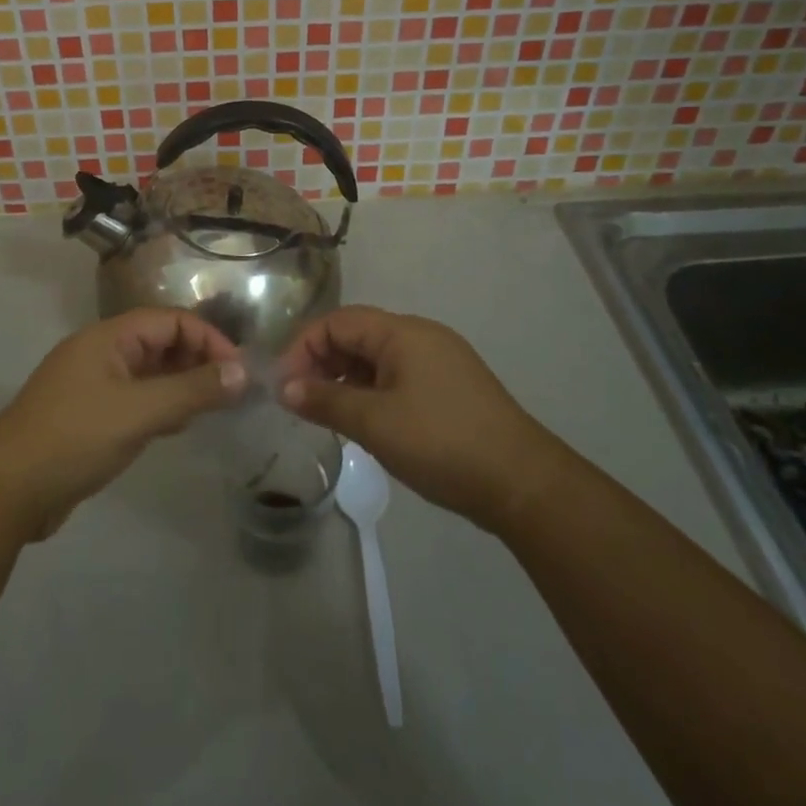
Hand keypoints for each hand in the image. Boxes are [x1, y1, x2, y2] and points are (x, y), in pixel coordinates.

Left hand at [0, 309, 247, 540]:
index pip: (170, 320)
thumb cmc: (76, 437)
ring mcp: (94, 385)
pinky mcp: (91, 416)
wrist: (8, 490)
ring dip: (181, 385)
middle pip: (160, 343)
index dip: (207, 339)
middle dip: (197, 361)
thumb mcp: (140, 412)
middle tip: (231, 392)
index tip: (238, 370)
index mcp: (109, 337)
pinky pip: (136, 399)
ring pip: (150, 373)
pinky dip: (161, 407)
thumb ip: (192, 390)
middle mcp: (102, 353)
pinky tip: (177, 427)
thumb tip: (242, 372)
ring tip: (213, 409)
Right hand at [278, 306, 557, 532]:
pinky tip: (362, 420)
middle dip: (322, 362)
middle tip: (298, 400)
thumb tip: (284, 388)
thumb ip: (325, 401)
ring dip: (345, 379)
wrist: (522, 483)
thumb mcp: (375, 423)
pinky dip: (370, 391)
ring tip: (324, 412)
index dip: (303, 347)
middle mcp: (420, 336)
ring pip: (376, 358)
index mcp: (402, 332)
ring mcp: (438, 361)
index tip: (283, 384)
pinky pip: (397, 376)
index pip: (338, 322)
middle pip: (356, 335)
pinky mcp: (449, 388)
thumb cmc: (441, 443)